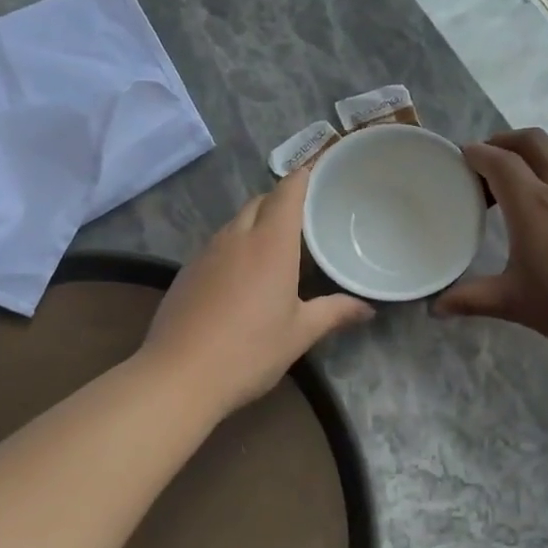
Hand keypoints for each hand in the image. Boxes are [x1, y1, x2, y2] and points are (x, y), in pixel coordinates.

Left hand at [141, 165, 373, 414]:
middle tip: (306, 217)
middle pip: (260, 202)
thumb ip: (335, 313)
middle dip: (281, 200)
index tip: (320, 172)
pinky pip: (217, 244)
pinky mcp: (186, 272)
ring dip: (256, 222)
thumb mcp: (300, 334)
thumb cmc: (250, 351)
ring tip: (277, 245)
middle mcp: (236, 237)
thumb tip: (368, 310)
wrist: (179, 376)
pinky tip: (242, 276)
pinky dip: (235, 245)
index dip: (304, 176)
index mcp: (270, 243)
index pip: (288, 192)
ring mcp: (206, 253)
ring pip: (235, 222)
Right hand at [436, 129, 547, 358]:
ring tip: (518, 181)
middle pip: (533, 141)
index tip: (460, 157)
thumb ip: (472, 300)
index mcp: (532, 206)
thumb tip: (436, 308)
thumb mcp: (515, 304)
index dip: (477, 153)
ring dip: (533, 155)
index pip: (499, 161)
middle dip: (505, 140)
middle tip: (487, 160)